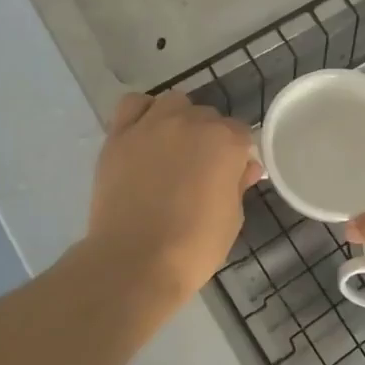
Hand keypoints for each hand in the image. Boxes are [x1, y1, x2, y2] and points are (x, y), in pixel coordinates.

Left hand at [87, 92, 260, 302]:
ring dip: (179, 119)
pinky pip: (133, 105)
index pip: (240, 133)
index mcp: (225, 141)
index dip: (237, 155)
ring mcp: (151, 124)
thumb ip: (238, 184)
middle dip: (209, 138)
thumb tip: (245, 167)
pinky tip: (144, 134)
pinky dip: (142, 113)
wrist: (134, 261)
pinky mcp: (119, 135)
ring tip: (172, 148)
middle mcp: (190, 121)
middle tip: (200, 169)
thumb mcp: (232, 218)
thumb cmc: (194, 247)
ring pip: (173, 103)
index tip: (231, 175)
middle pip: (207, 116)